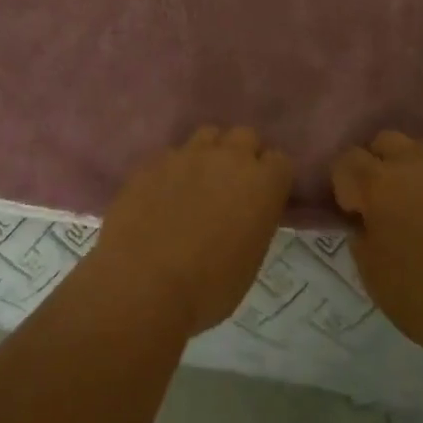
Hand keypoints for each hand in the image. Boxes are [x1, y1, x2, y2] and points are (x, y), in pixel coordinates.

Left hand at [87, 125, 293, 337]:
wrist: (143, 284)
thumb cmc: (207, 288)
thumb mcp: (249, 261)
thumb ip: (253, 223)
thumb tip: (243, 215)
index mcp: (261, 185)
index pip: (280, 162)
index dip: (272, 179)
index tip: (263, 198)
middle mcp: (227, 158)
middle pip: (245, 136)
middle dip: (243, 155)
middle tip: (232, 186)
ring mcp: (187, 154)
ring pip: (208, 135)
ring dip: (209, 153)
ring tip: (198, 183)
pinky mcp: (152, 161)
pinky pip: (171, 154)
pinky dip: (173, 169)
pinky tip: (163, 195)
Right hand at [333, 131, 422, 360]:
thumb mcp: (380, 285)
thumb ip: (364, 247)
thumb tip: (366, 228)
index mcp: (380, 185)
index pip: (347, 161)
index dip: (344, 185)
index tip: (356, 214)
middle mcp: (415, 163)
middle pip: (385, 142)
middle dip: (378, 166)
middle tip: (386, 205)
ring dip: (415, 170)